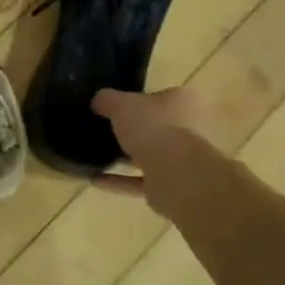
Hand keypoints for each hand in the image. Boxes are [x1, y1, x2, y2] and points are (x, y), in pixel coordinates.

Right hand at [90, 87, 211, 197]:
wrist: (178, 176)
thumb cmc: (155, 128)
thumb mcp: (121, 104)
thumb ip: (107, 100)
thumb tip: (98, 101)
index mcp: (183, 102)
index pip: (158, 97)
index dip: (135, 100)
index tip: (113, 107)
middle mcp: (189, 129)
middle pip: (156, 127)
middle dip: (132, 131)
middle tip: (103, 131)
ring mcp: (183, 161)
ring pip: (150, 156)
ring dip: (125, 158)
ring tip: (96, 157)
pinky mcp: (172, 187)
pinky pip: (141, 181)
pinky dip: (119, 180)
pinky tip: (95, 179)